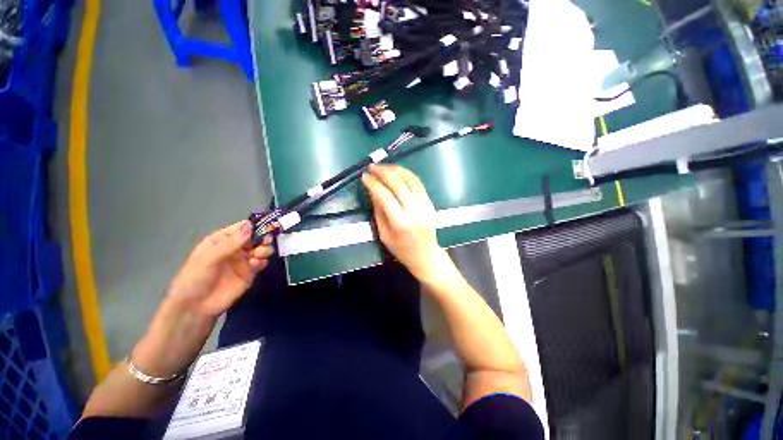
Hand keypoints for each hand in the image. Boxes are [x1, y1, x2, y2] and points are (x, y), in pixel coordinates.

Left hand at [166, 220, 272, 318]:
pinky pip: (261, 263)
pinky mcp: (250, 273)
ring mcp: (243, 260)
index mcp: (222, 240)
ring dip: (264, 250)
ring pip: (261, 249)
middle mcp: (235, 248)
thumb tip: (250, 226)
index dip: (254, 226)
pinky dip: (262, 262)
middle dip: (263, 238)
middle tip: (265, 242)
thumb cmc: (196, 278)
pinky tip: (256, 265)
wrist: (196, 307)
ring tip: (259, 255)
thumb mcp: (209, 258)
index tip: (266, 226)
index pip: (241, 228)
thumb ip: (231, 243)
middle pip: (255, 237)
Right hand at [361, 165, 445, 280]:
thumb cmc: (401, 249)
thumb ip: (378, 211)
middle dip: (383, 172)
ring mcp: (425, 205)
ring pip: (410, 180)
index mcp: (400, 223)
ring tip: (383, 167)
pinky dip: (407, 174)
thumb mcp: (384, 234)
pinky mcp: (430, 202)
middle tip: (372, 167)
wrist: (426, 255)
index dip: (373, 184)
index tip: (364, 177)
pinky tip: (397, 172)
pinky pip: (418, 183)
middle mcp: (414, 211)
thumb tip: (372, 190)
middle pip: (398, 184)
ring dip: (396, 170)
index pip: (384, 196)